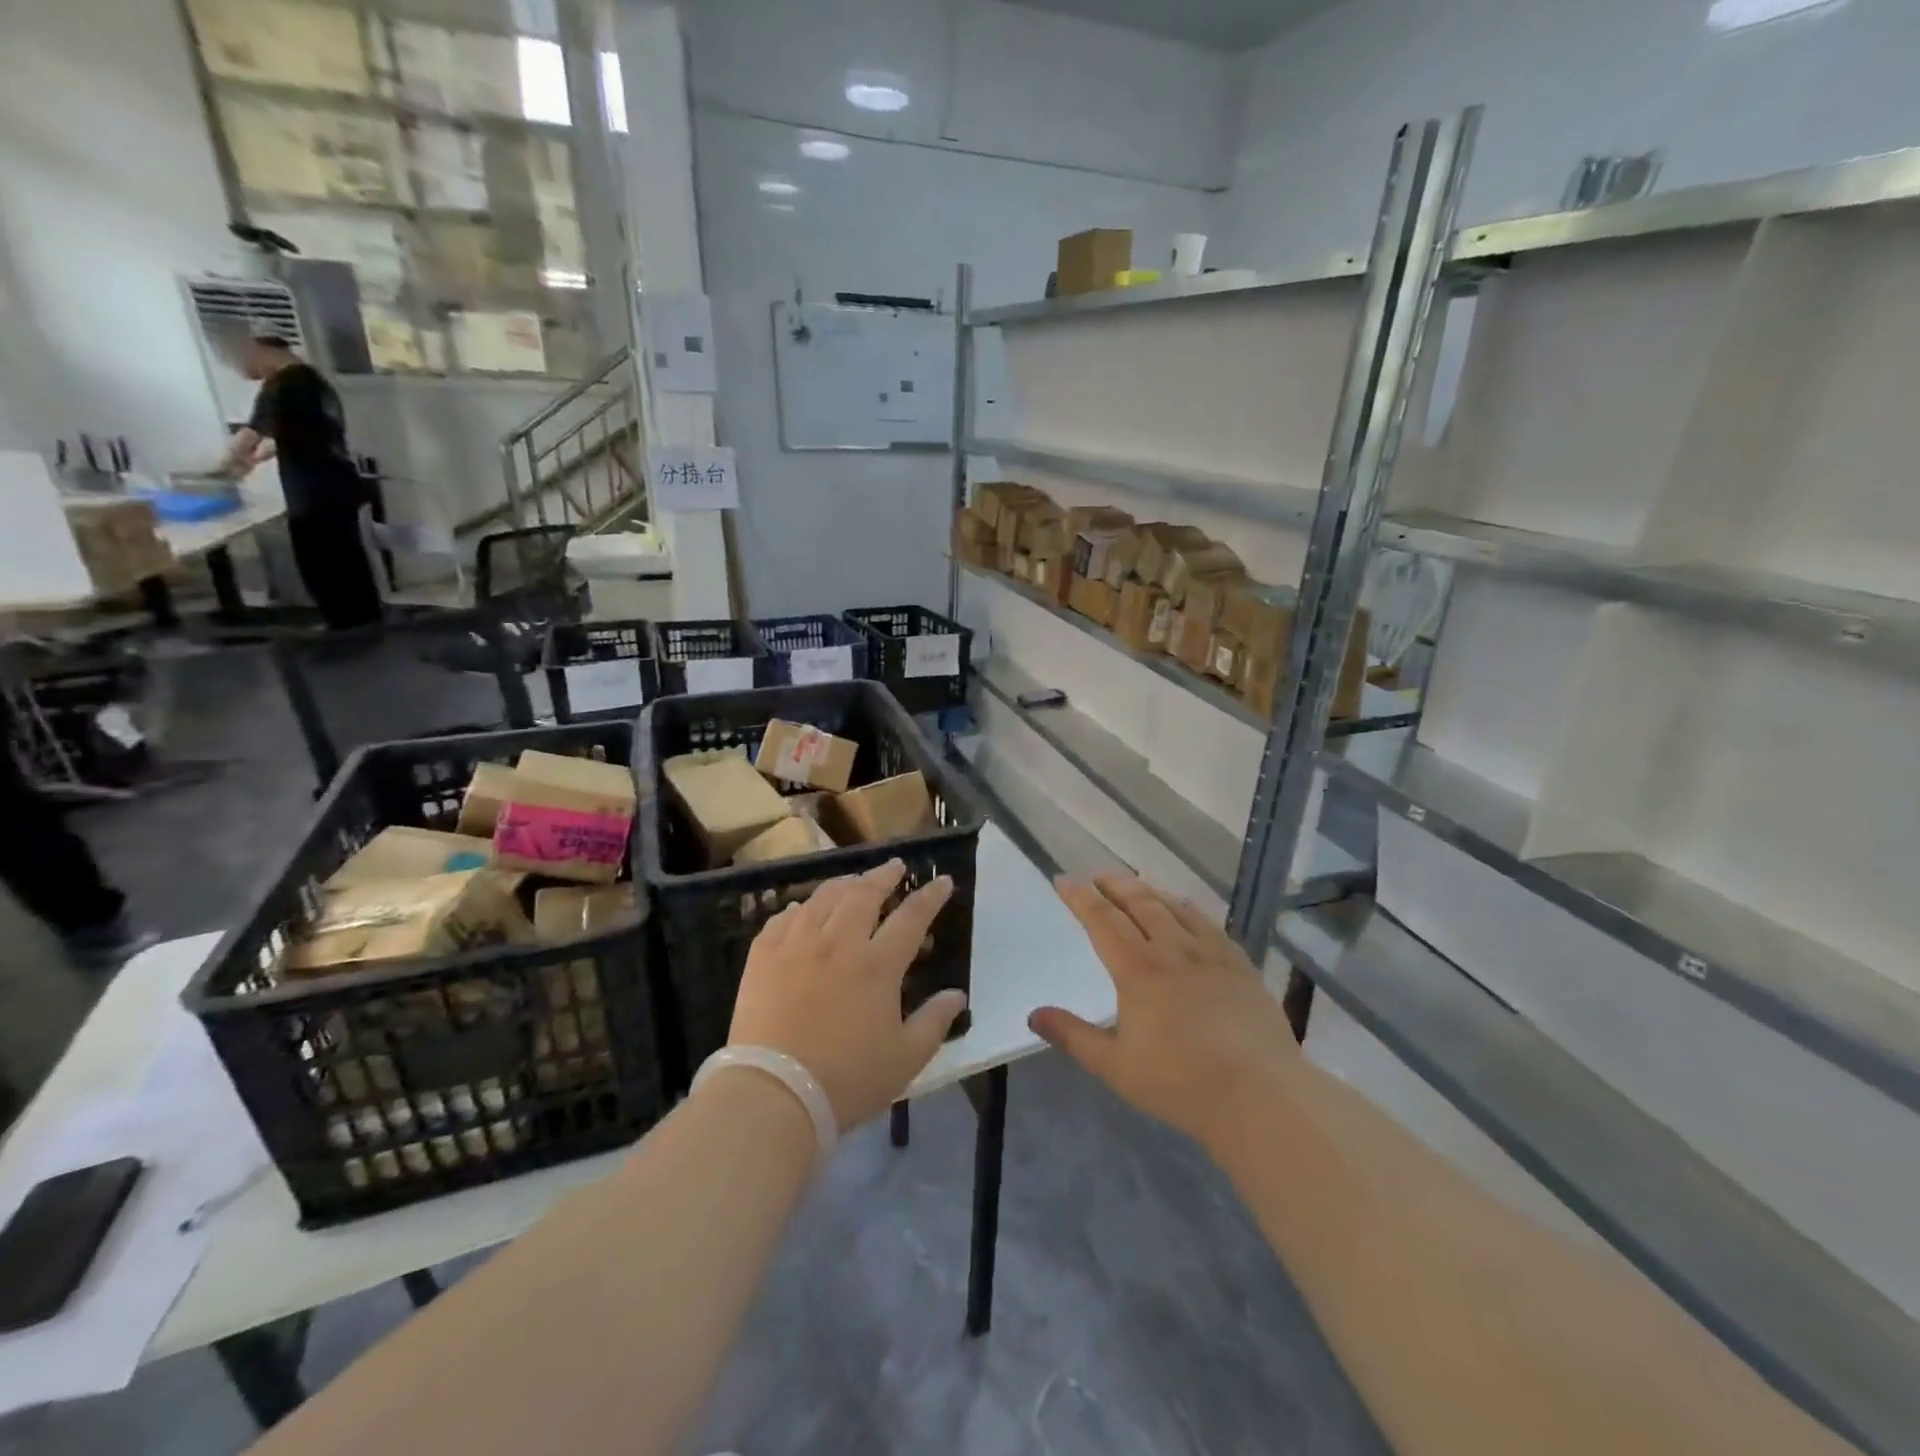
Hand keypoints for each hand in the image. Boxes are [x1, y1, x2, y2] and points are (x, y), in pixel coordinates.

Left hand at [727, 860, 965, 1129]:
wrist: (773, 1094)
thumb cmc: (847, 1080)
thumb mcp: (905, 1059)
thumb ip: (934, 1022)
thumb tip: (958, 995)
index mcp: (878, 965)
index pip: (911, 917)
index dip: (930, 896)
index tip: (942, 880)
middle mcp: (839, 943)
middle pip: (864, 895)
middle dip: (883, 876)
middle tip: (894, 867)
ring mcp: (797, 945)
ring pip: (823, 899)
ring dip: (843, 884)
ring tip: (853, 881)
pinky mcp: (763, 957)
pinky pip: (782, 919)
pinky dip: (798, 909)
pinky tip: (802, 909)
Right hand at [1032, 875, 1295, 1148]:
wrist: (1260, 1096)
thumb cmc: (1181, 1084)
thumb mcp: (1115, 1067)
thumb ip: (1073, 1036)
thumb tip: (1033, 1015)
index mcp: (1137, 970)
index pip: (1102, 919)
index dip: (1080, 897)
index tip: (1063, 880)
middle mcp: (1171, 949)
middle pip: (1138, 902)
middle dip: (1113, 884)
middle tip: (1096, 875)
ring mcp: (1210, 953)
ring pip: (1172, 906)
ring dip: (1147, 890)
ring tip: (1132, 884)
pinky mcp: (1239, 963)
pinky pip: (1206, 922)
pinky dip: (1185, 907)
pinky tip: (1183, 908)